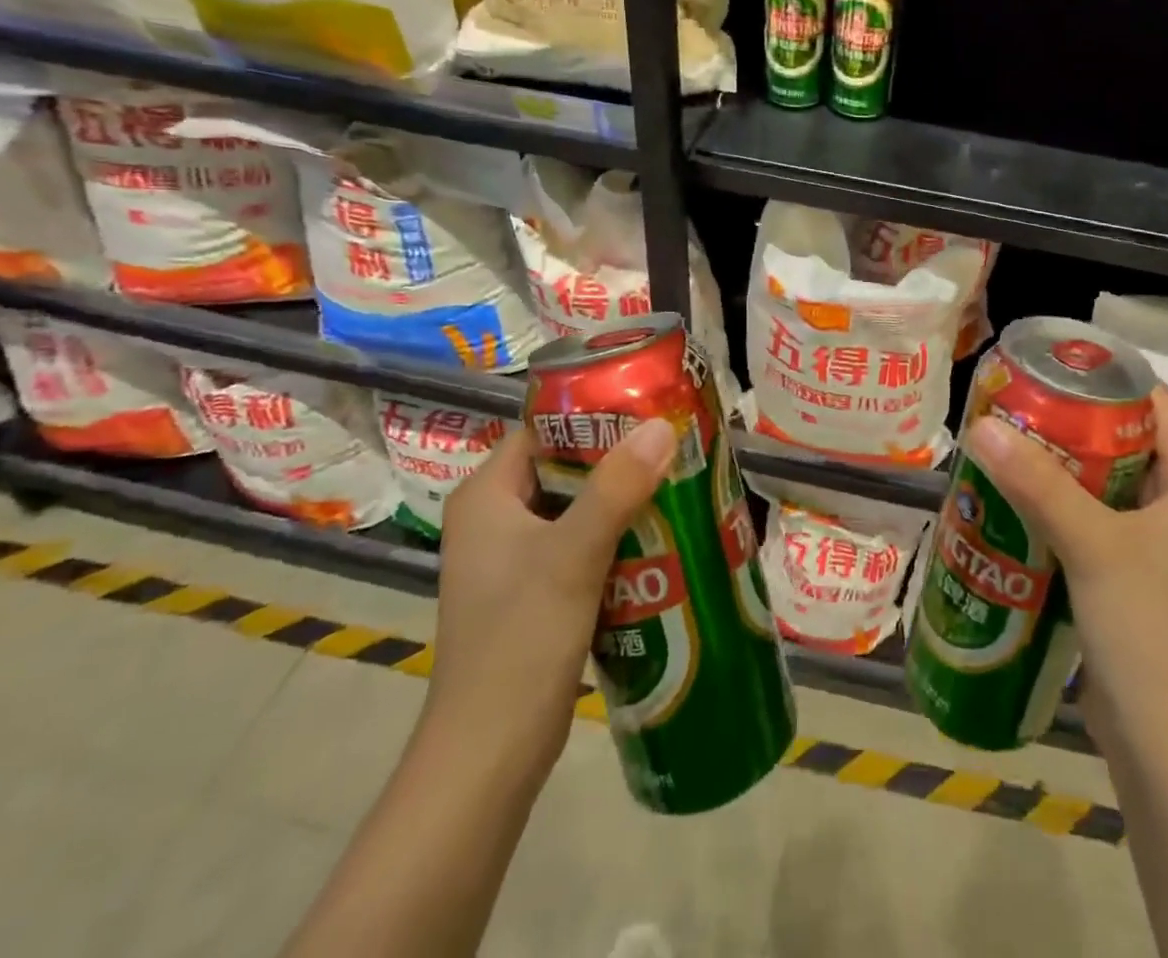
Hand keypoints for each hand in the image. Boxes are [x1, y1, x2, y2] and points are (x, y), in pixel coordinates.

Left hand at [423, 418, 676, 780]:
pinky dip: (619, 535)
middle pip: (566, 466)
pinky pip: (583, 543)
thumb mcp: (572, 557)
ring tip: (681, 482)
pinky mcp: (535, 591)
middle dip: (621, 458)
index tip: (652, 408)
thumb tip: (660, 426)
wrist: (489, 758)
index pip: (544, 429)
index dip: (596, 415)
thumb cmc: (519, 644)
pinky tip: (663, 535)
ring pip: (579, 506)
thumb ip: (616, 489)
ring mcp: (514, 557)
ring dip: (625, 497)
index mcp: (487, 496)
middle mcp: (495, 518)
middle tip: (677, 446)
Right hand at [963, 386, 1167, 748]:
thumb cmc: (1150, 630)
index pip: (1158, 408)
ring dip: (1060, 472)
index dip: (1111, 379)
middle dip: (1072, 425)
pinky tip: (1013, 510)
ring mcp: (1158, 553)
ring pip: (1104, 491)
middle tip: (1016, 405)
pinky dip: (1058, 515)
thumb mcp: (1093, 545)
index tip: (1054, 364)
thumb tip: (982, 425)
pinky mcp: (1132, 587)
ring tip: (1006, 448)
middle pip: (1125, 446)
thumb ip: (1038, 484)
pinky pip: (1093, 531)